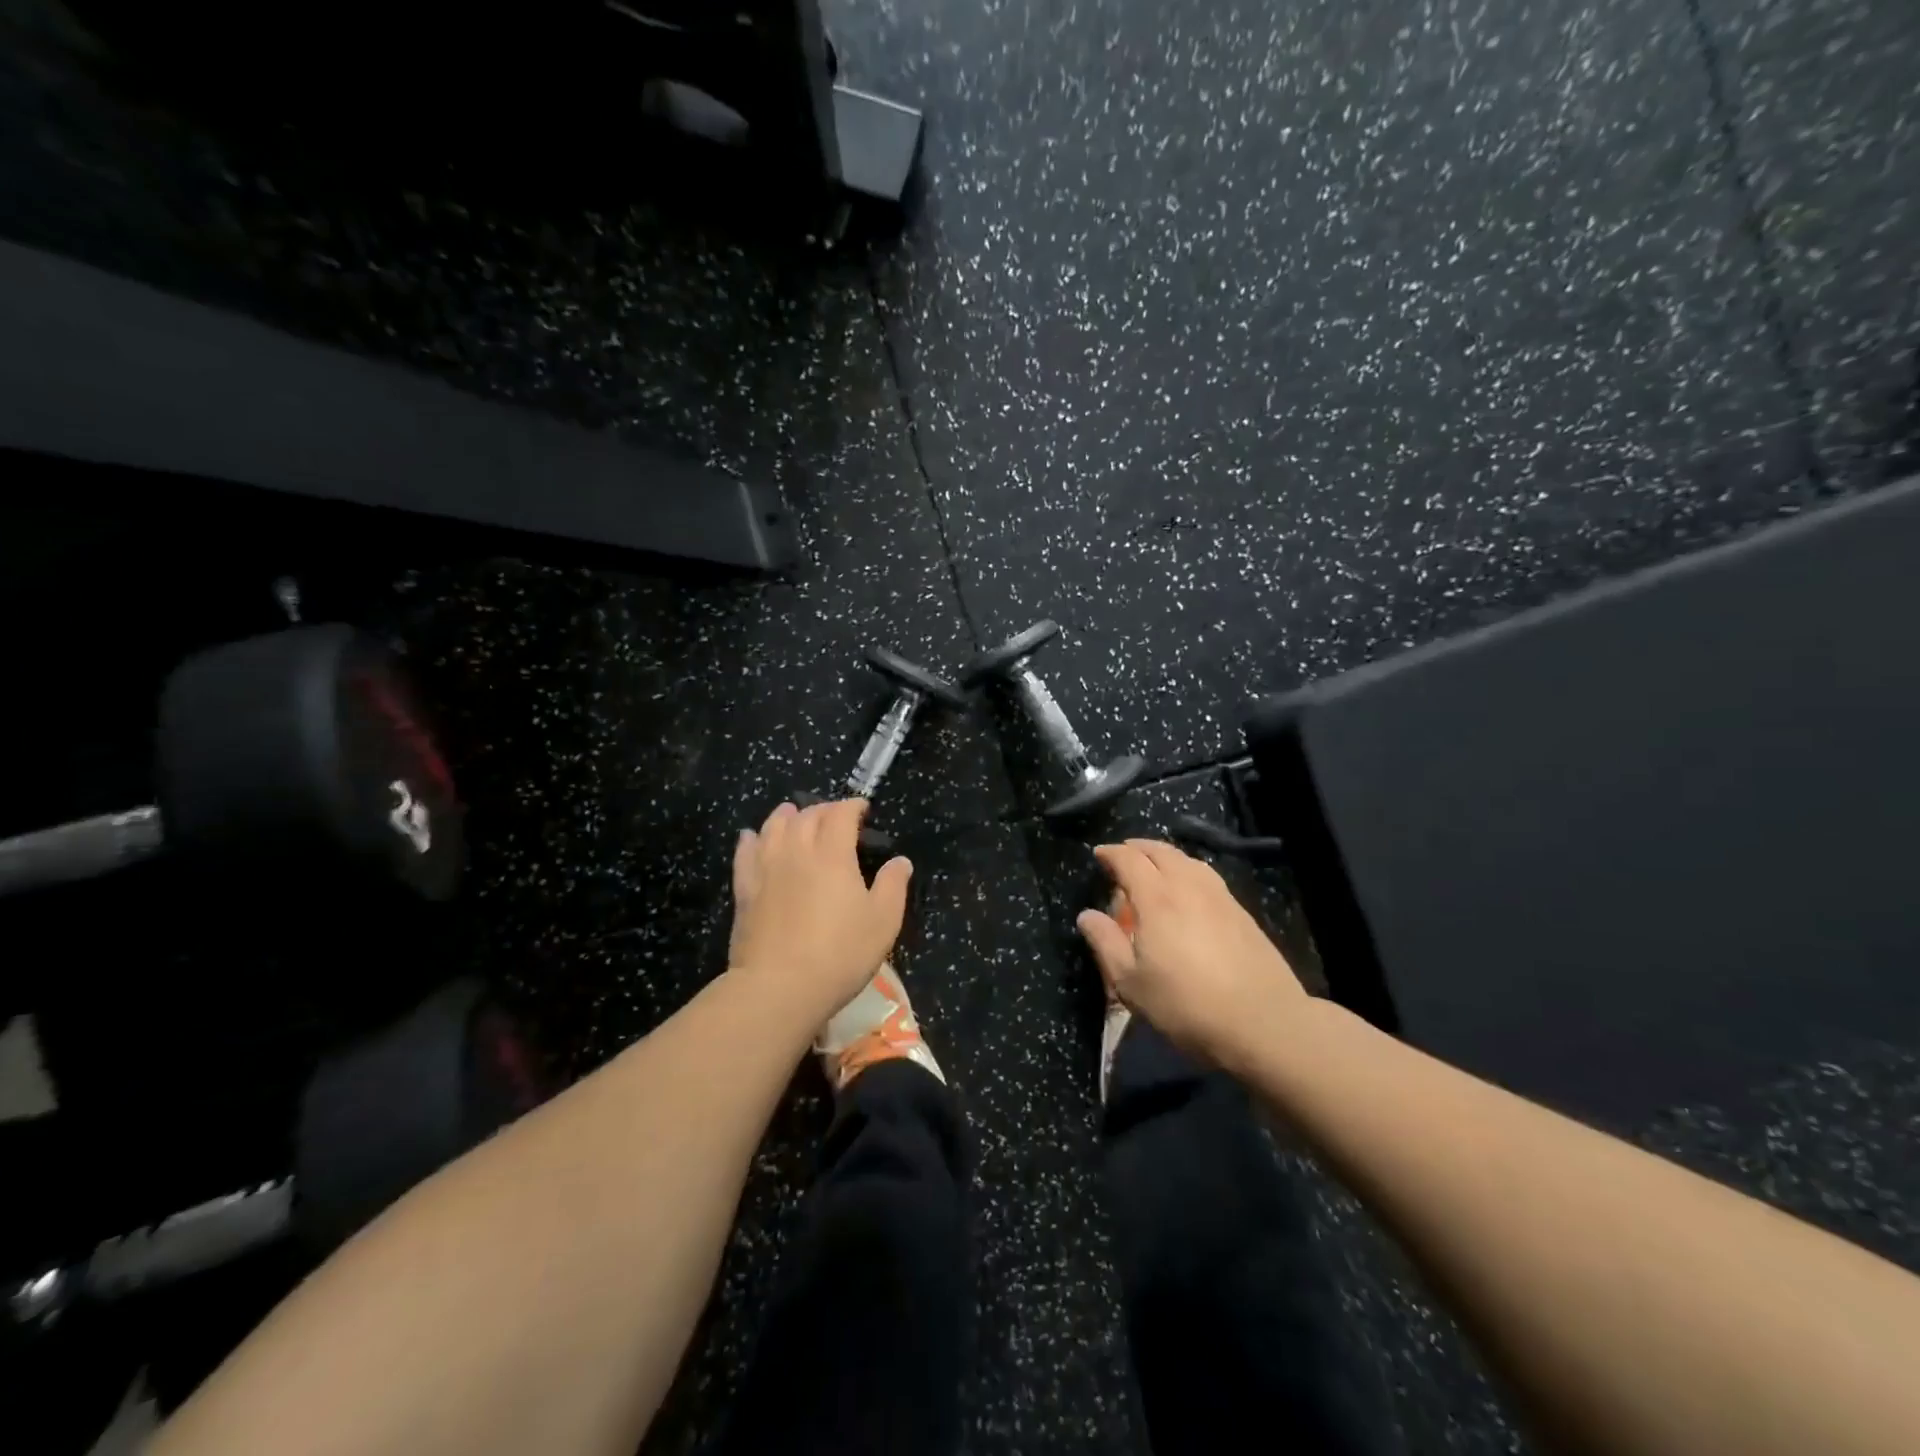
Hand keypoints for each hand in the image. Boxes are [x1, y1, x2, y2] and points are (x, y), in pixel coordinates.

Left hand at [728, 798, 912, 1028]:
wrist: (779, 987)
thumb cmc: (840, 953)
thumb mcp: (883, 921)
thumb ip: (893, 885)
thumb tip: (900, 861)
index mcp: (833, 854)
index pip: (840, 814)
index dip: (852, 806)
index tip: (862, 809)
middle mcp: (797, 851)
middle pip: (806, 816)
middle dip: (823, 809)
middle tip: (834, 815)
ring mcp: (766, 869)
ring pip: (772, 828)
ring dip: (786, 816)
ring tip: (792, 813)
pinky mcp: (744, 891)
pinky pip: (745, 854)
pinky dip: (751, 839)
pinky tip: (751, 837)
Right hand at [1076, 838, 1307, 1067]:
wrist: (1263, 1022)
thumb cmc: (1186, 1004)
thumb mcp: (1131, 983)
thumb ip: (1106, 943)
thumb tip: (1087, 915)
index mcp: (1157, 898)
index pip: (1129, 859)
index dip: (1111, 853)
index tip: (1099, 854)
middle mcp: (1188, 886)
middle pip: (1161, 851)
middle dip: (1138, 848)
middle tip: (1123, 855)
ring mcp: (1219, 896)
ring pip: (1188, 860)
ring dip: (1166, 856)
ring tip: (1155, 868)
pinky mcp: (1241, 912)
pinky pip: (1207, 876)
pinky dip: (1188, 871)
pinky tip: (1188, 890)